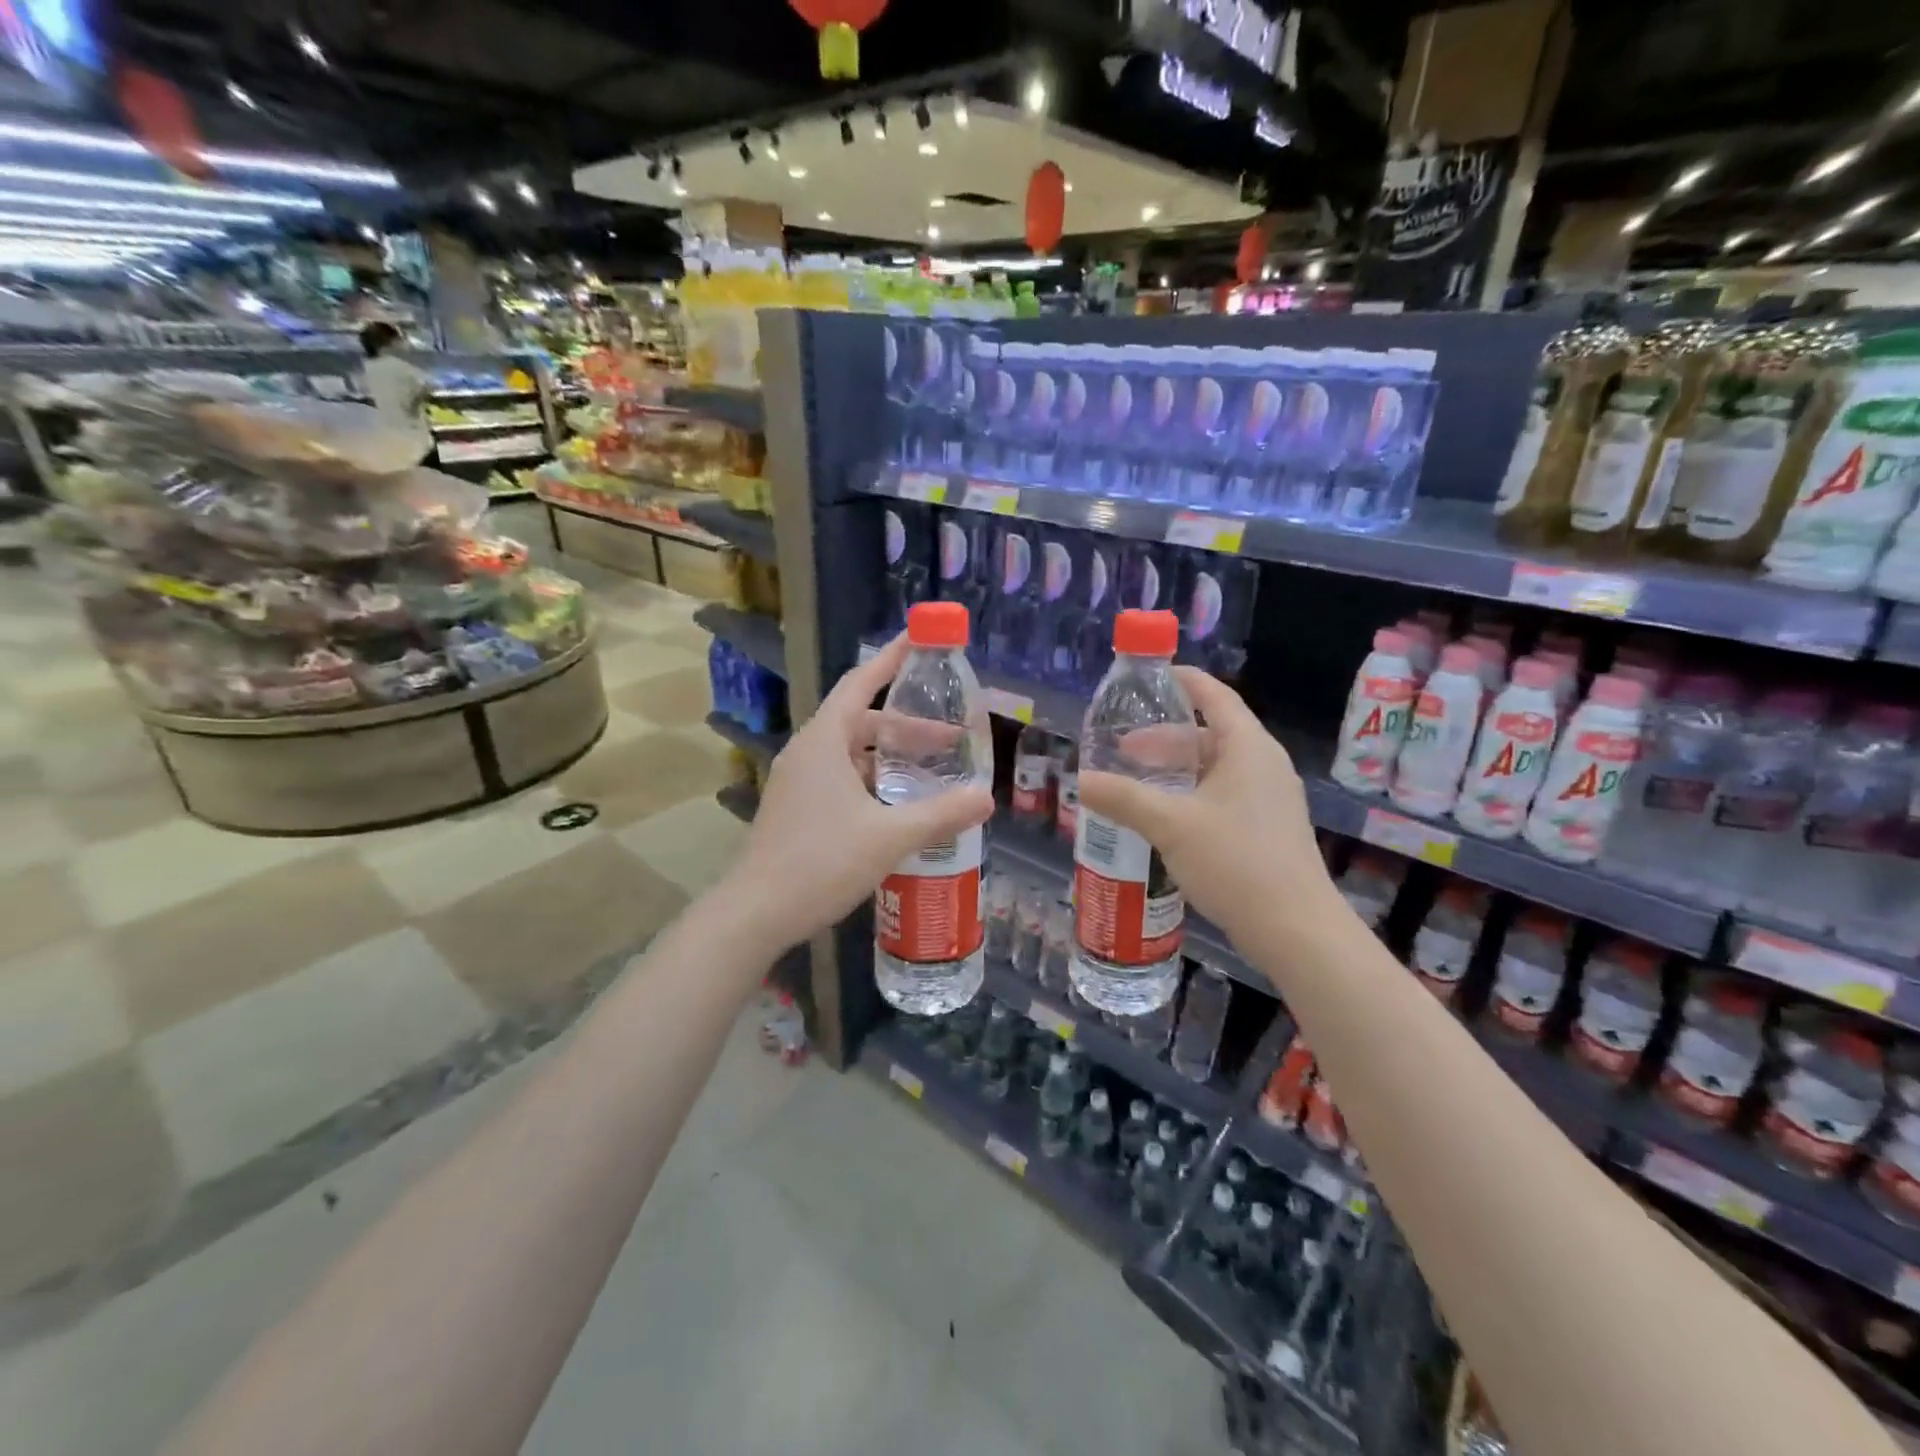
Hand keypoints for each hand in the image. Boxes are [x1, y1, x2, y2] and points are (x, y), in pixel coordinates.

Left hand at [721, 634, 993, 953]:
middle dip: (907, 726)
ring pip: (851, 753)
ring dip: (890, 757)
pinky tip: (897, 807)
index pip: (861, 683)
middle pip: (862, 721)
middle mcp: (808, 752)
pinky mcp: (796, 808)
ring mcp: (798, 781)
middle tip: (950, 739)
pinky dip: (872, 780)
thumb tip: (987, 797)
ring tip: (930, 773)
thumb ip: (941, 814)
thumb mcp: (889, 837)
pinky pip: (841, 777)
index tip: (920, 639)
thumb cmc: (821, 863)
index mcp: (824, 741)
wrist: (756, 912)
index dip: (892, 659)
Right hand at [1076, 668, 1335, 953]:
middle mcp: (1264, 765)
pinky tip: (1166, 818)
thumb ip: (1123, 798)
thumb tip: (1080, 781)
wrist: (1295, 928)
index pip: (1216, 697)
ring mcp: (1270, 798)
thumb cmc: (1235, 860)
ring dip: (1178, 770)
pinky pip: (1225, 795)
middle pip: (1211, 735)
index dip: (1185, 682)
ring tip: (1138, 783)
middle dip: (1166, 739)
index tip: (1153, 677)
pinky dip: (1193, 794)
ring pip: (1217, 769)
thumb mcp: (1170, 824)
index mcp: (1248, 748)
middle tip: (1123, 748)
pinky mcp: (1268, 829)